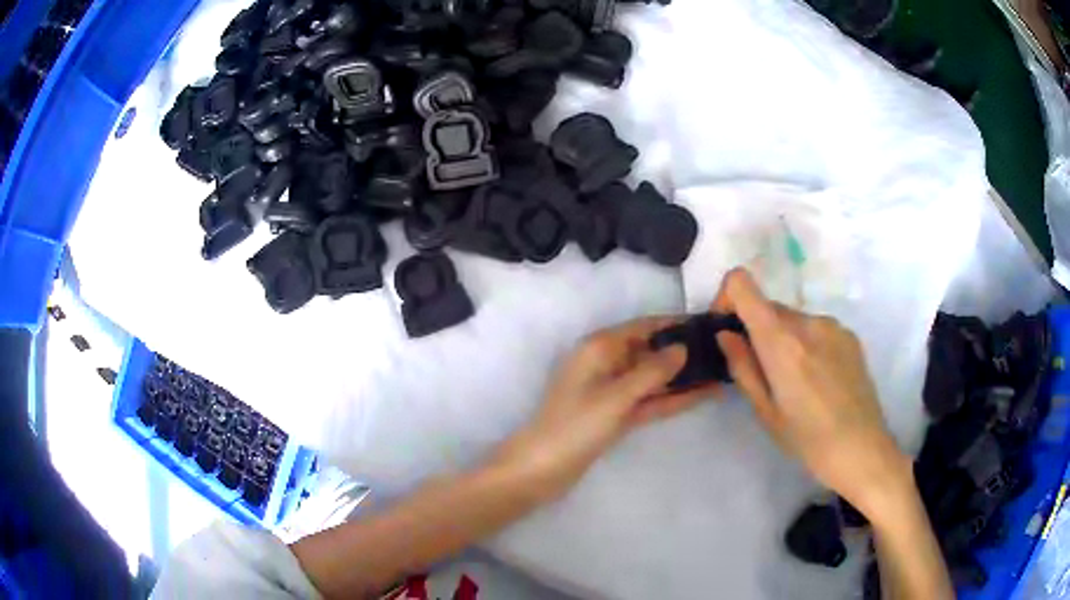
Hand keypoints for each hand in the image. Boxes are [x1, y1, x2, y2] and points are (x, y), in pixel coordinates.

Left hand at [492, 318, 709, 501]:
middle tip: (723, 350)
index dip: (675, 324)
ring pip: (654, 378)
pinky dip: (672, 398)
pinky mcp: (617, 415)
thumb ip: (651, 371)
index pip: (644, 326)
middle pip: (652, 351)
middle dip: (684, 351)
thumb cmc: (574, 426)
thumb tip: (682, 348)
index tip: (708, 323)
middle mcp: (607, 364)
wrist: (541, 469)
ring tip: (721, 371)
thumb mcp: (615, 396)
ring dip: (683, 376)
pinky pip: (649, 400)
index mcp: (600, 348)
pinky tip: (702, 395)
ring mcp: (612, 391)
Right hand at [713, 269, 912, 516]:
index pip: (742, 283)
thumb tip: (725, 334)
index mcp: (782, 341)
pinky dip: (806, 344)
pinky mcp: (849, 335)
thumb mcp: (766, 412)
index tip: (728, 331)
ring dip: (784, 340)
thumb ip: (743, 366)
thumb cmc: (808, 441)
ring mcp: (833, 325)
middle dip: (756, 330)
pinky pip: (816, 329)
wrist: (864, 450)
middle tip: (762, 373)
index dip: (727, 298)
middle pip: (768, 307)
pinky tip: (819, 380)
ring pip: (793, 320)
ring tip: (795, 382)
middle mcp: (808, 321)